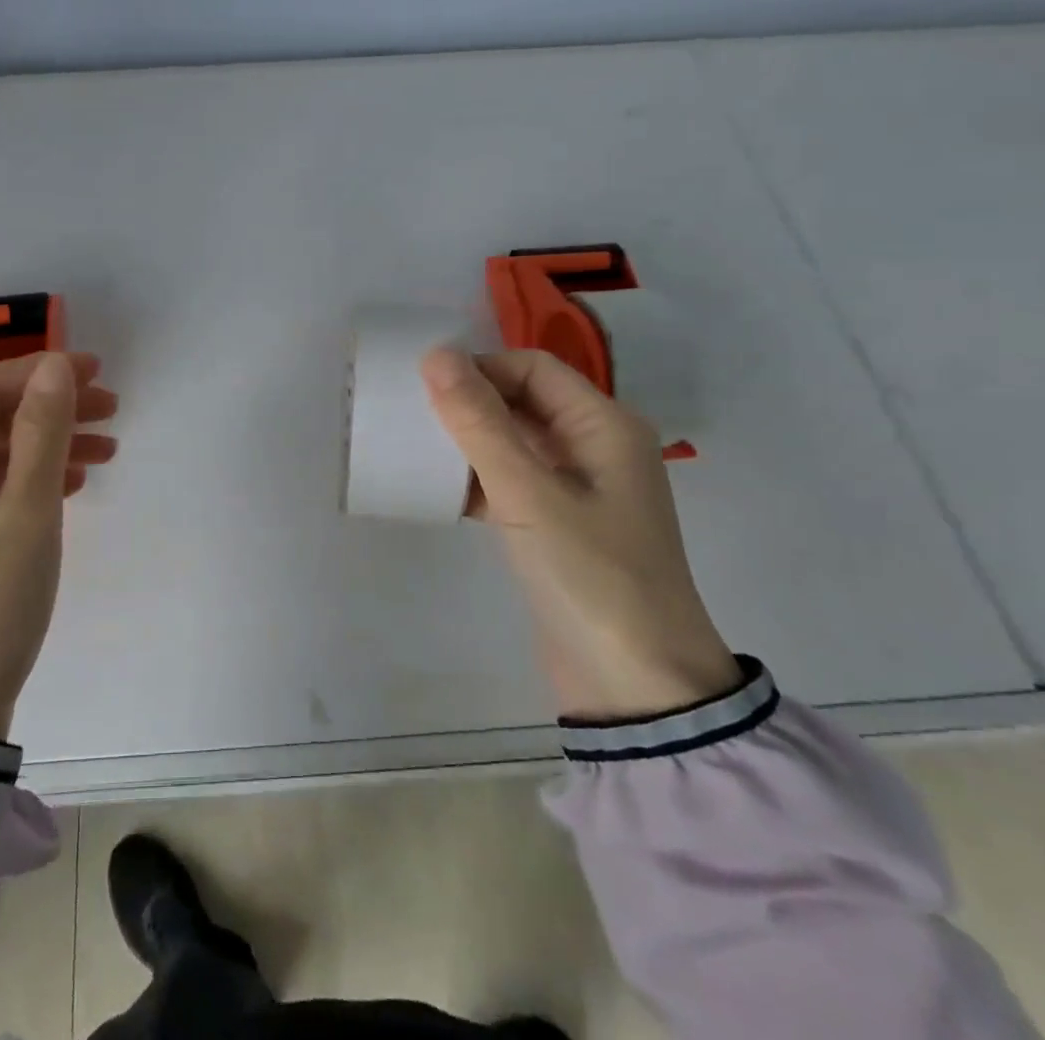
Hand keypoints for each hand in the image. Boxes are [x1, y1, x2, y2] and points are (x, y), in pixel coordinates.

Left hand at [0, 352, 118, 739]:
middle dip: (52, 405)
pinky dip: (34, 477)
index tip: (95, 373)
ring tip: (107, 448)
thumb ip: (42, 433)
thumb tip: (57, 366)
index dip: (40, 371)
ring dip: (50, 442)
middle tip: (111, 408)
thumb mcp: (26, 514)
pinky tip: (73, 485)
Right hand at [421, 347, 738, 720]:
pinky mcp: (556, 524)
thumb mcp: (529, 494)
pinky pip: (508, 481)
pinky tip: (434, 489)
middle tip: (409, 414)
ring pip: (511, 442)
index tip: (424, 388)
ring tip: (413, 447)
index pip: (532, 368)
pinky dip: (474, 479)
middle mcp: (594, 447)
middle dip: (468, 403)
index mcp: (604, 426)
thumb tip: (436, 355)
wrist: (636, 689)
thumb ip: (480, 423)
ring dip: (466, 441)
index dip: (479, 368)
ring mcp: (576, 489)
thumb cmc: (591, 576)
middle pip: (522, 401)